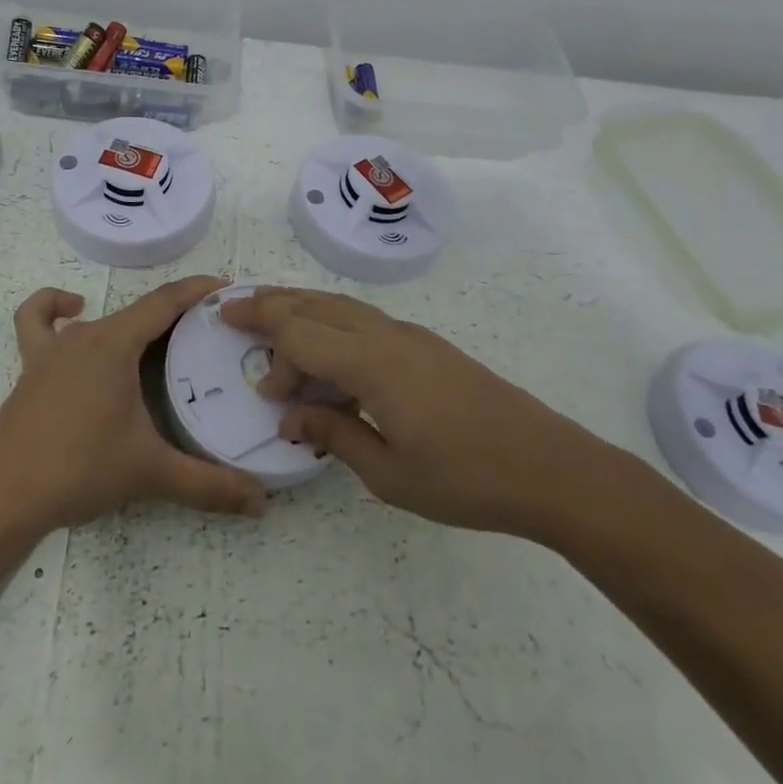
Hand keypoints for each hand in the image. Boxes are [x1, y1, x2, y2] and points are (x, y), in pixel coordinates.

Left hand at [0, 276, 268, 536]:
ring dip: (132, 322)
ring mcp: (54, 350)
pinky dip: (55, 308)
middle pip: (138, 311)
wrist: (4, 495)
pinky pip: (39, 322)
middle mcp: (86, 335)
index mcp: (115, 344)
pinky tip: (74, 313)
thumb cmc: (80, 469)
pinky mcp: (31, 368)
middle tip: (212, 332)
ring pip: (101, 320)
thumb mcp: (151, 473)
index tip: (227, 289)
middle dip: (177, 313)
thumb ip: (209, 485)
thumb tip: (262, 502)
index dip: (198, 290)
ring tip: (158, 340)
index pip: (165, 302)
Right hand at [220, 287, 619, 539]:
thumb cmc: (467, 479)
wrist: (550, 468)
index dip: (274, 358)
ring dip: (301, 305)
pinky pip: (363, 318)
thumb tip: (290, 417)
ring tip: (269, 308)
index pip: (302, 337)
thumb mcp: (390, 473)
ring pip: (341, 305)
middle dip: (270, 304)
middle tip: (231, 307)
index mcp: (373, 364)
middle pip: (315, 305)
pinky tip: (328, 342)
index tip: (268, 396)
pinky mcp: (427, 345)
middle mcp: (387, 335)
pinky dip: (331, 319)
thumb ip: (334, 435)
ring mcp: (410, 335)